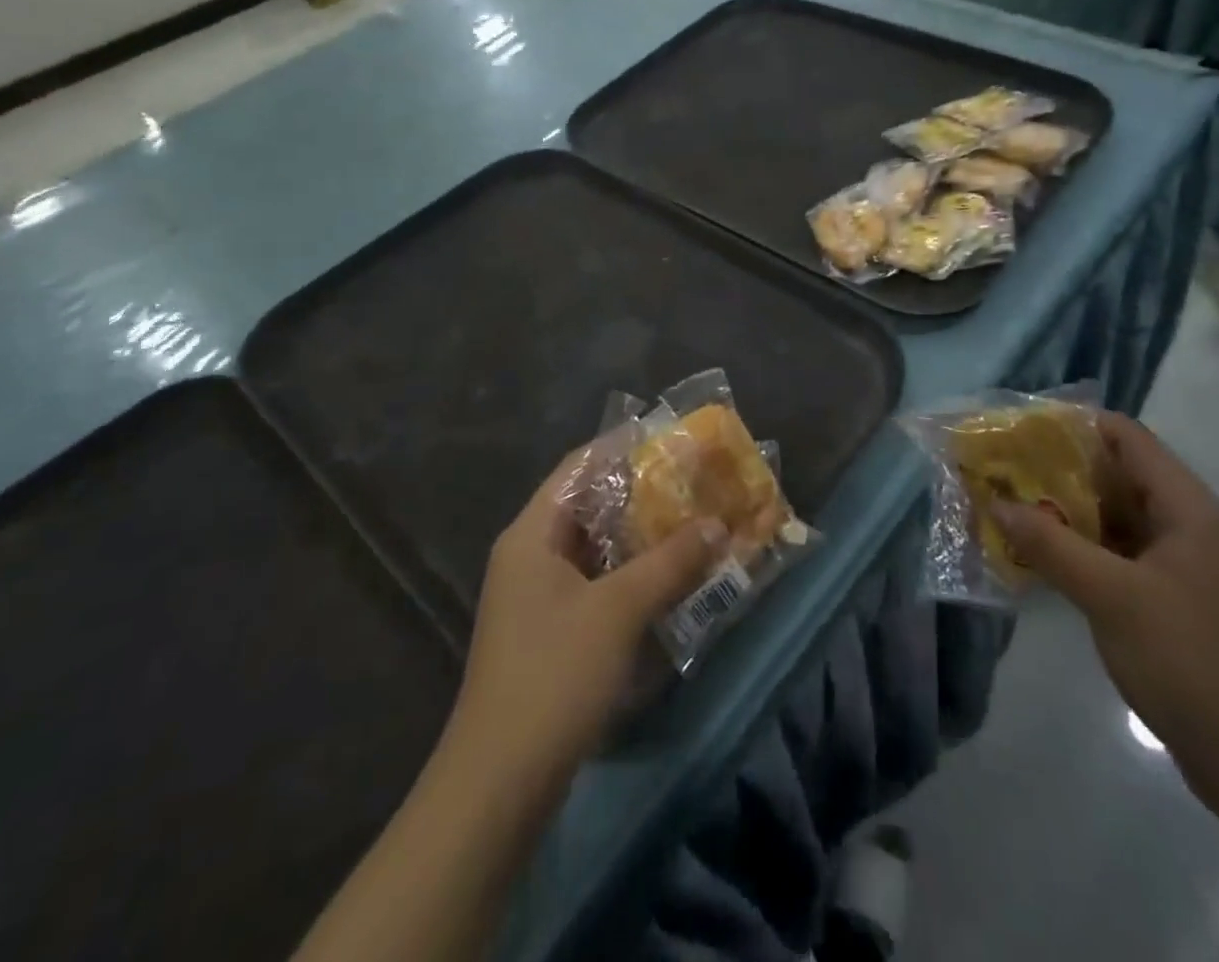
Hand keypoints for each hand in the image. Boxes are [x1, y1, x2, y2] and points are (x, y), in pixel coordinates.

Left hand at [444, 459, 727, 784]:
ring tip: (693, 521)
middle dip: (642, 493)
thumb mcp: (619, 610)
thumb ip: (670, 562)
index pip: (579, 467)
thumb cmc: (554, 674)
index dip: (622, 447)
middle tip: (693, 481)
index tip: (670, 437)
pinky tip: (670, 577)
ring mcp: (538, 596)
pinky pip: (597, 583)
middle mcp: (530, 555)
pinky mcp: (551, 631)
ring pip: (596, 548)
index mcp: (532, 534)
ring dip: (641, 537)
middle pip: (590, 505)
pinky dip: (631, 574)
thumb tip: (718, 526)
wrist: (500, 782)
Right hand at [991, 414, 1218, 803]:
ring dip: (1068, 512)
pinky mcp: (1175, 601)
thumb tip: (997, 504)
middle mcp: (1190, 527)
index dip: (1075, 425)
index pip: (1128, 439)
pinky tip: (1042, 557)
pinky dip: (1083, 549)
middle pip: (1120, 476)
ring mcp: (1185, 566)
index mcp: (1189, 509)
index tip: (1021, 428)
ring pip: (1117, 519)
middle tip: (1004, 469)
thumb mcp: (1111, 596)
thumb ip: (1051, 544)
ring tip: (1011, 507)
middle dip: (1061, 470)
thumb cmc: (1190, 662)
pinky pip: (1121, 555)